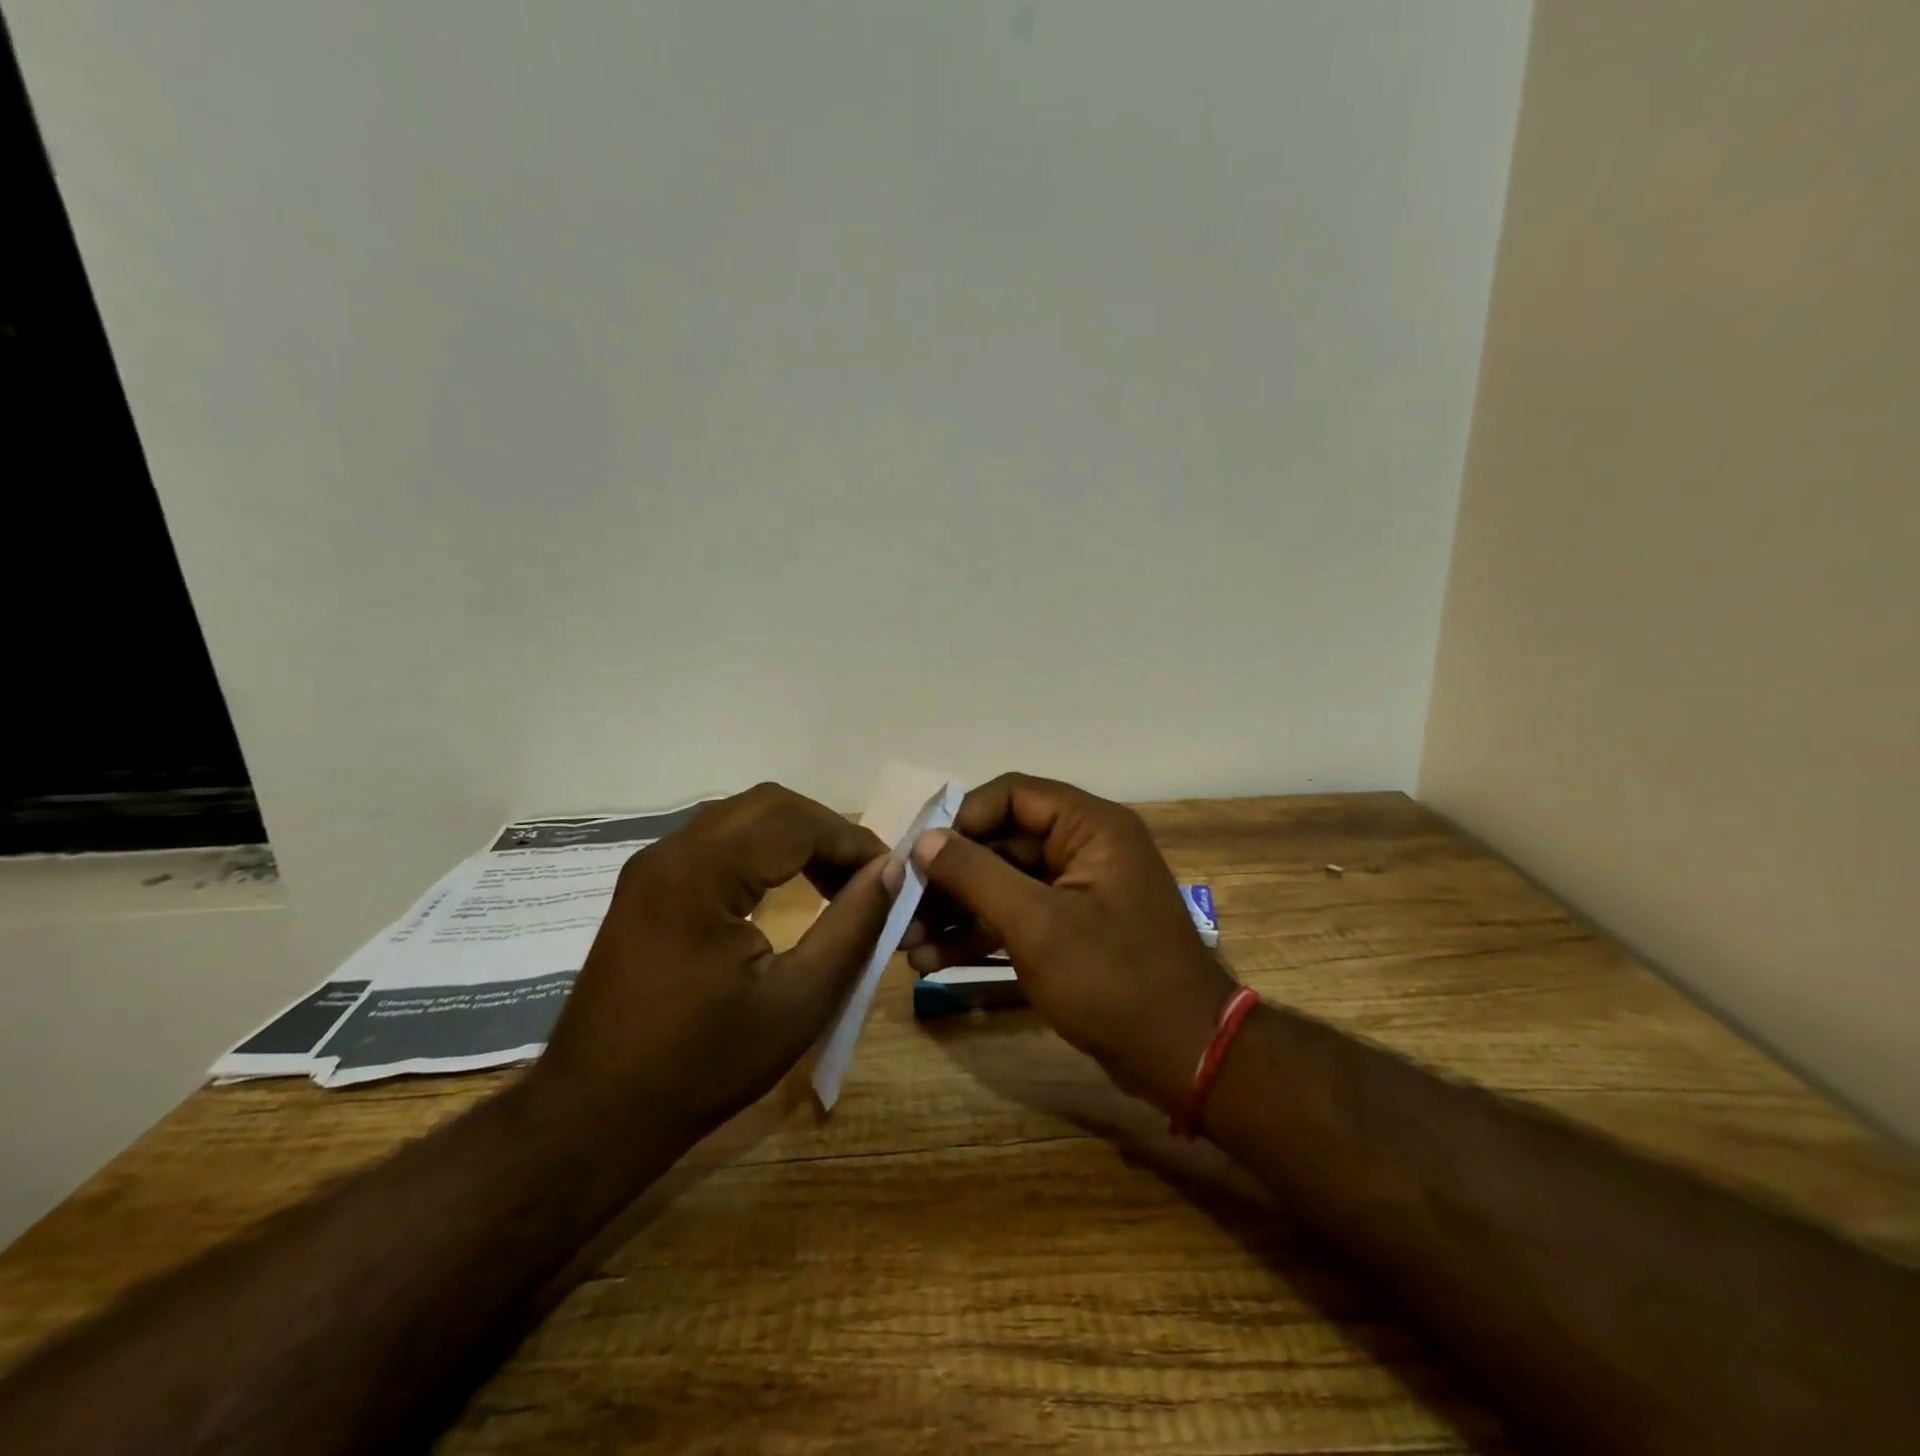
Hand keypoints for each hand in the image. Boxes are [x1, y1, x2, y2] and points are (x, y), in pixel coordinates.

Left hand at [530, 783, 899, 1144]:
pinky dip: (763, 852)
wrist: (595, 1115)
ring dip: (795, 837)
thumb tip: (890, 870)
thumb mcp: (798, 1001)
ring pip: (742, 818)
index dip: (854, 841)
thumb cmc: (703, 1064)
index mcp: (701, 872)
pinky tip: (786, 890)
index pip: (797, 823)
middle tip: (865, 876)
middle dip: (827, 831)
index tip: (893, 873)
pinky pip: (717, 842)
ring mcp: (652, 865)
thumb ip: (852, 927)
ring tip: (835, 883)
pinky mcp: (646, 885)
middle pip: (768, 805)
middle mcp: (671, 851)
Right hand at [904, 773, 1237, 1110]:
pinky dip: (978, 936)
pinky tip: (932, 961)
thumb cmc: (1113, 979)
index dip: (961, 818)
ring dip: (956, 910)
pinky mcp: (1070, 931)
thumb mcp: (1037, 924)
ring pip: (1003, 884)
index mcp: (1090, 827)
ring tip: (907, 942)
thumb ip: (976, 875)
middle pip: (1002, 842)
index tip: (917, 853)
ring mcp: (1076, 892)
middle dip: (950, 876)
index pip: (1012, 795)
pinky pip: (1016, 918)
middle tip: (901, 905)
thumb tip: (925, 839)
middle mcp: (1084, 848)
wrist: (1183, 1057)